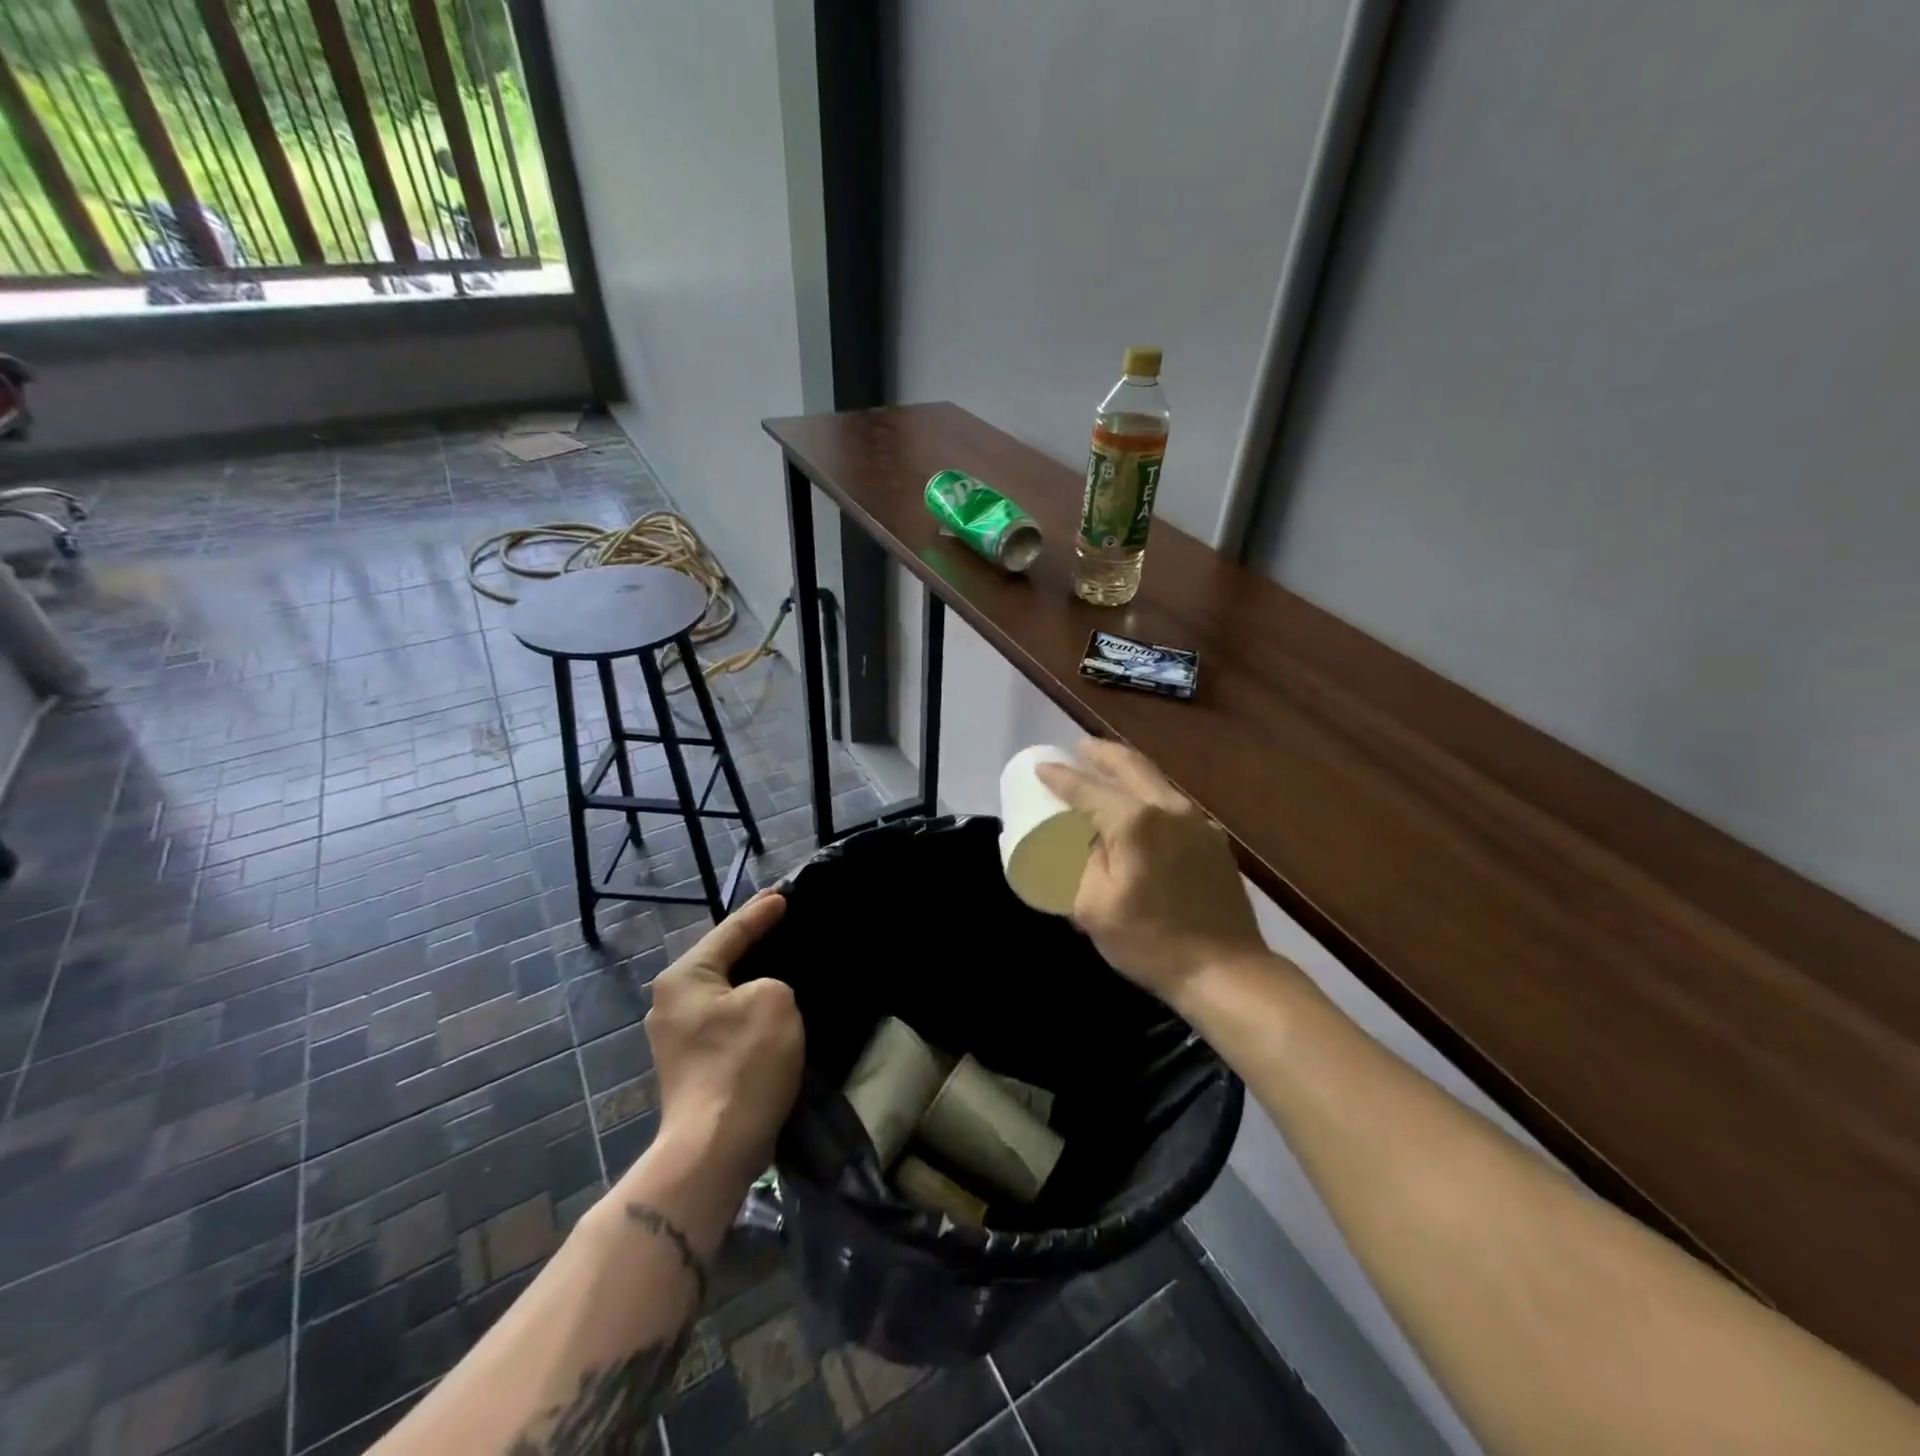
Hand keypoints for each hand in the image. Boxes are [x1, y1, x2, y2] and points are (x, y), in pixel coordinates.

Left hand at [643, 892, 803, 1185]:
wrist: (715, 1147)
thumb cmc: (744, 1062)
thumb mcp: (774, 1000)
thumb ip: (771, 981)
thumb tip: (759, 996)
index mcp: (683, 978)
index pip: (729, 932)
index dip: (760, 913)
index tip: (783, 895)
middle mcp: (670, 1002)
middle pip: (719, 960)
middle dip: (750, 942)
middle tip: (780, 920)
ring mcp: (675, 1037)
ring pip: (722, 992)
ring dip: (749, 978)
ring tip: (778, 960)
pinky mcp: (691, 1065)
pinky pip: (724, 1019)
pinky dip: (745, 1007)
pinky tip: (768, 1005)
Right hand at [1037, 739, 1264, 1006]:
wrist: (1226, 971)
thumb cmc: (1150, 941)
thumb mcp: (1093, 907)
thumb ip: (1078, 864)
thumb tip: (1079, 842)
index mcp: (1135, 821)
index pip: (1087, 789)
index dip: (1061, 776)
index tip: (1041, 767)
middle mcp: (1169, 808)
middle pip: (1130, 765)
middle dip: (1101, 753)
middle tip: (1079, 746)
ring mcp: (1197, 822)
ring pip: (1156, 780)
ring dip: (1127, 769)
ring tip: (1106, 768)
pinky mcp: (1213, 841)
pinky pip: (1173, 804)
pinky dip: (1149, 793)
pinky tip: (1142, 808)